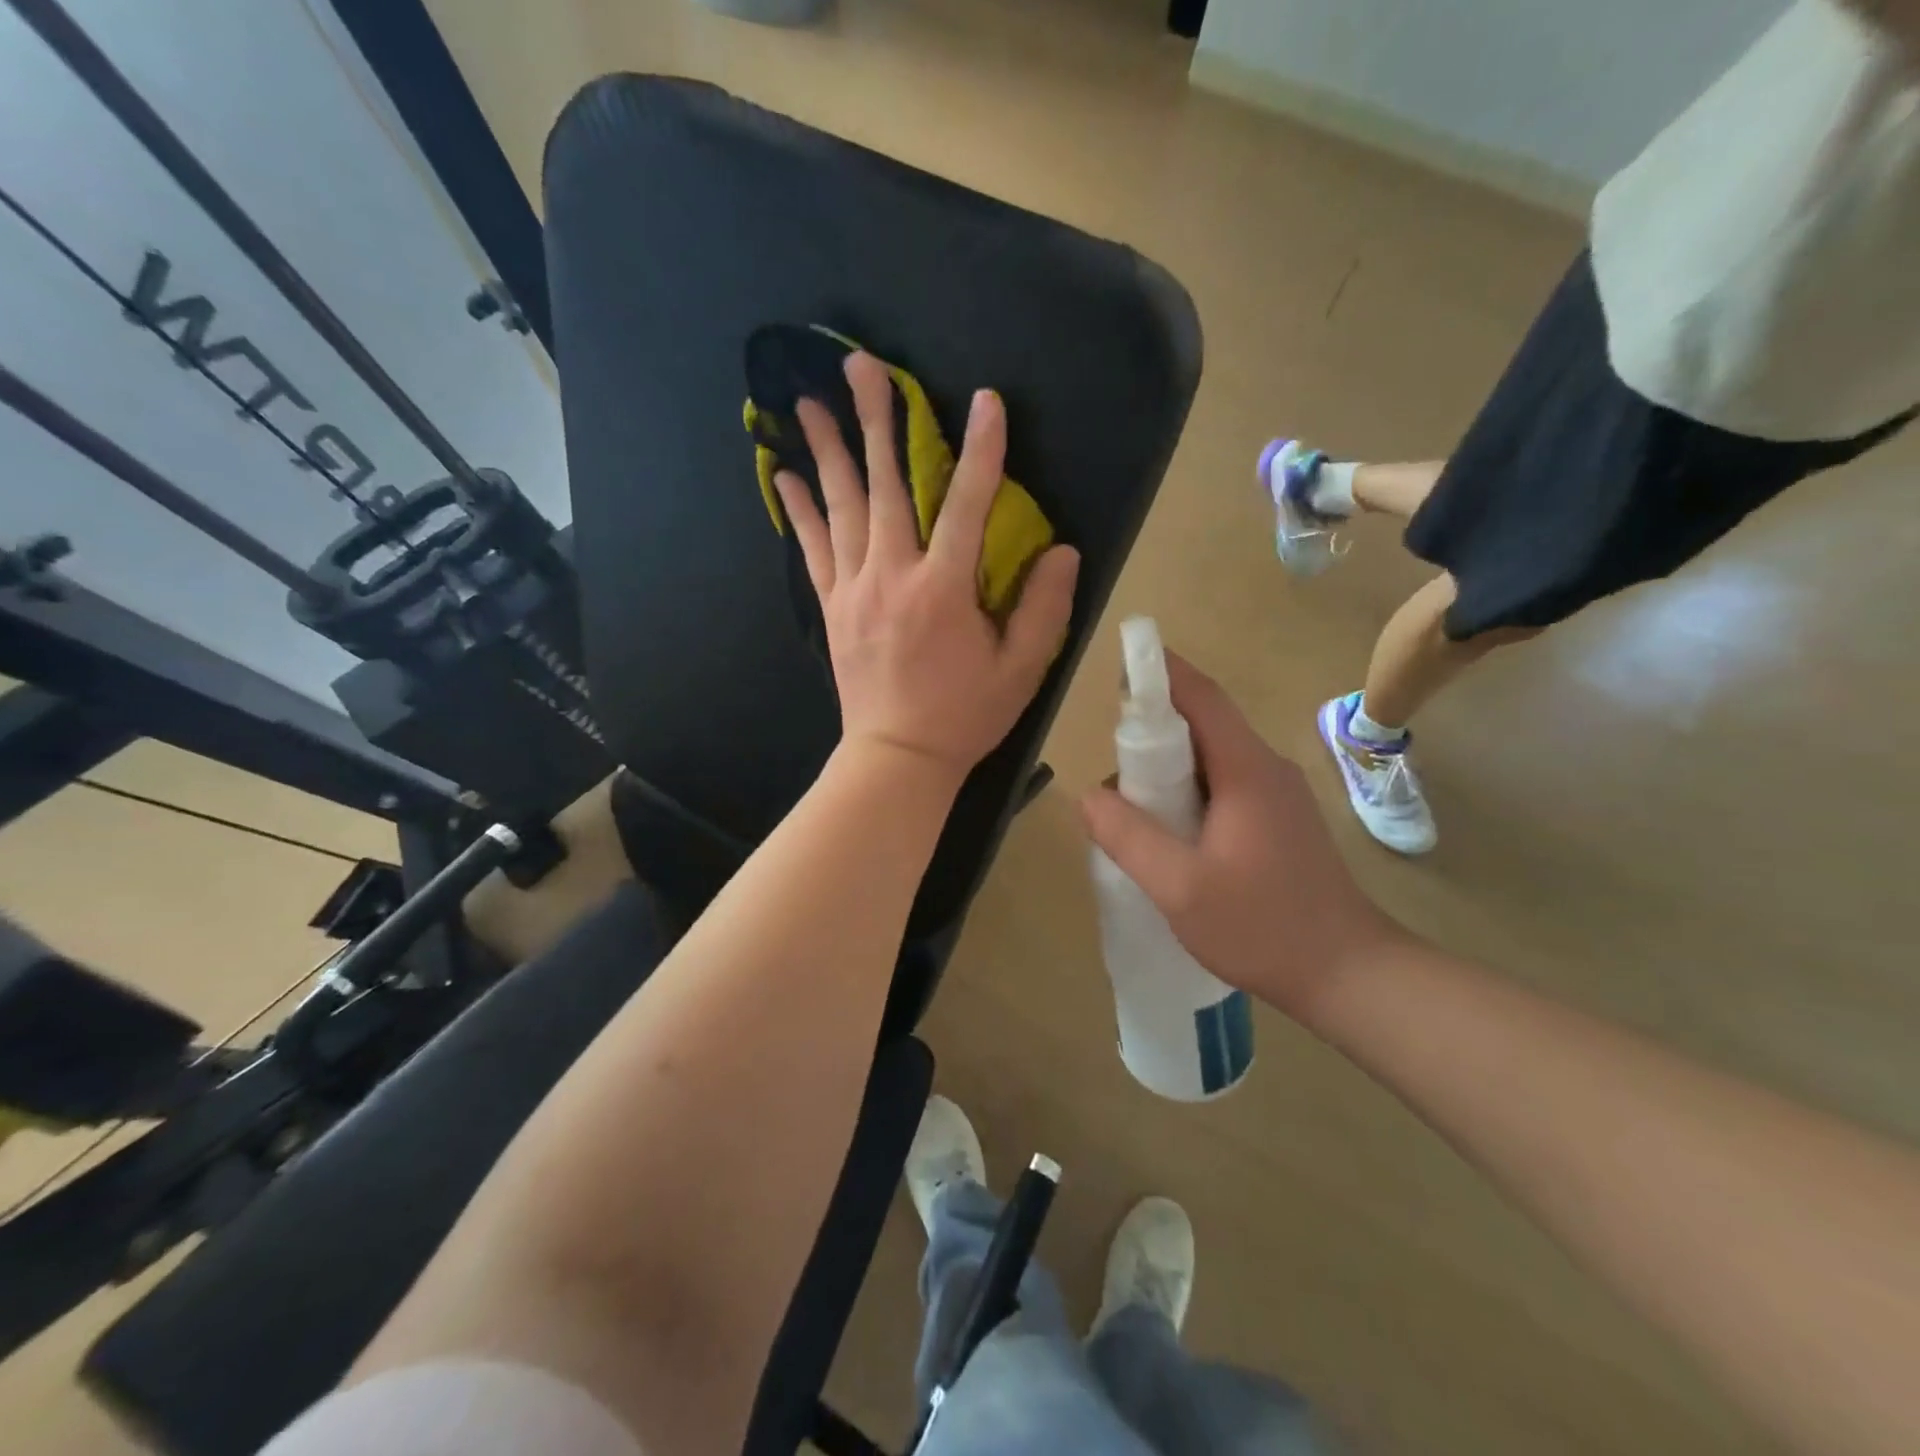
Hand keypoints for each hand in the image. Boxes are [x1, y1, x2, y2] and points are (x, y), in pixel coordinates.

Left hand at [774, 352, 1079, 783]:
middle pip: (886, 487)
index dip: (982, 450)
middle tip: (860, 366)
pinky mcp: (833, 608)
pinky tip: (786, 477)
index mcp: (944, 589)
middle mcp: (893, 577)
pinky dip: (800, 512)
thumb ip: (1045, 608)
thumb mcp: (1022, 670)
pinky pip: (813, 550)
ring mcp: (855, 590)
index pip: (968, 505)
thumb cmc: (965, 716)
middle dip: (877, 422)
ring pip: (841, 508)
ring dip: (828, 452)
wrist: (897, 757)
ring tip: (809, 403)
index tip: (986, 401)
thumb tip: (1062, 550)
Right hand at [1080, 654, 1403, 1018]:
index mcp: (1247, 770)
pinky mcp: (1278, 820)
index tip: (1121, 664)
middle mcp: (1266, 769)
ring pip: (1211, 757)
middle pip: (1203, 725)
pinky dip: (1187, 789)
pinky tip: (1167, 828)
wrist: (1350, 975)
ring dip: (1168, 765)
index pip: (1201, 699)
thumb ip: (1129, 837)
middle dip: (1153, 729)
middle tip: (1111, 761)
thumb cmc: (1264, 927)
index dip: (1161, 674)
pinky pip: (1223, 784)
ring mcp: (1277, 795)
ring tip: (1130, 801)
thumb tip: (1088, 795)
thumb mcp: (1180, 888)